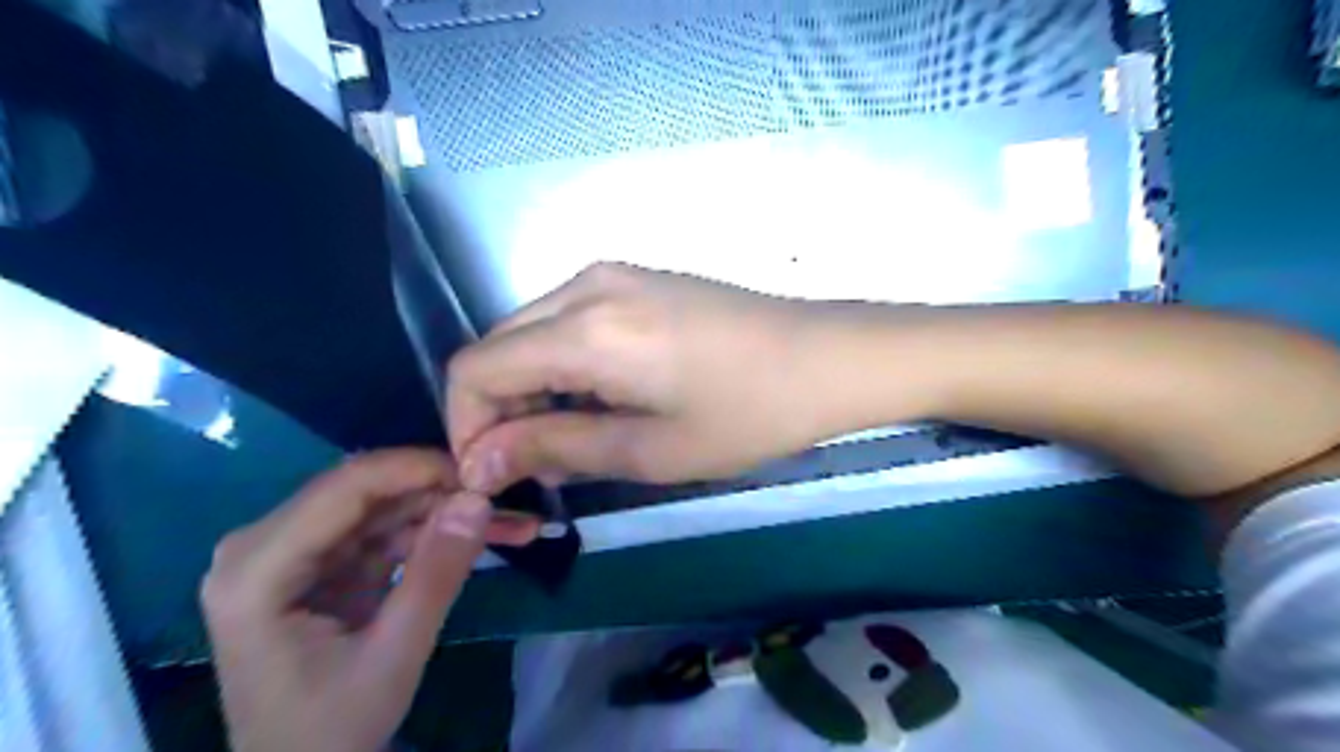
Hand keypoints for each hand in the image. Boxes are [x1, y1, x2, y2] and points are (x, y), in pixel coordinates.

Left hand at [200, 449, 537, 749]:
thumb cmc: (329, 731)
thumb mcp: (393, 656)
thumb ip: (435, 575)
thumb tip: (479, 499)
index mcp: (257, 570)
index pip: (347, 487)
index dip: (419, 469)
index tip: (485, 473)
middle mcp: (263, 545)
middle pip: (366, 490)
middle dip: (441, 491)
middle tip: (506, 497)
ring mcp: (294, 551)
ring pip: (385, 505)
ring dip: (447, 511)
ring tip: (512, 520)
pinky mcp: (323, 562)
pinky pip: (387, 529)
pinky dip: (436, 533)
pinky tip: (484, 536)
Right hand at [445, 264, 851, 493]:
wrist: (827, 357)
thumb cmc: (749, 412)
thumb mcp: (650, 449)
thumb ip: (555, 447)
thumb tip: (478, 462)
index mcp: (586, 329)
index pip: (475, 369)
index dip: (467, 428)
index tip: (493, 477)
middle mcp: (585, 285)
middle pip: (498, 347)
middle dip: (500, 412)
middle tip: (539, 469)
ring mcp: (613, 275)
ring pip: (532, 334)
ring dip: (534, 391)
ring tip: (576, 443)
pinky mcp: (636, 280)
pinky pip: (569, 322)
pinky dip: (565, 367)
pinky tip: (602, 403)